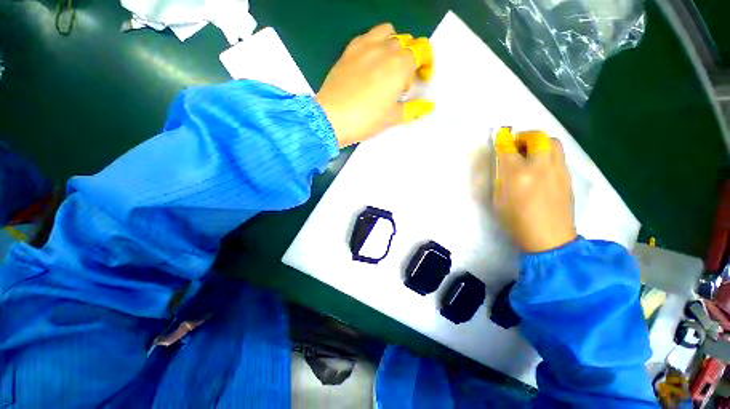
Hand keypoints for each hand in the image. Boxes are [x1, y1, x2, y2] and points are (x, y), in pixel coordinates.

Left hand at [316, 23, 433, 147]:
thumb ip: (413, 109)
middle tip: (402, 83)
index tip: (423, 79)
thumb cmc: (366, 119)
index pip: (422, 50)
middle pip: (406, 43)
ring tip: (387, 68)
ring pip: (388, 33)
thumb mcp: (392, 118)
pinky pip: (367, 37)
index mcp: (400, 64)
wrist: (332, 118)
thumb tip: (428, 106)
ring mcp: (365, 46)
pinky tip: (370, 63)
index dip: (427, 63)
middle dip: (410, 60)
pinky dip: (375, 44)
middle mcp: (385, 48)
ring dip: (394, 46)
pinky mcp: (349, 50)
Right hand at [492, 129, 576, 252]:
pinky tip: (541, 165)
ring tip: (531, 152)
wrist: (549, 238)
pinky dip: (548, 153)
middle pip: (537, 137)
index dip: (503, 140)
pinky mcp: (567, 176)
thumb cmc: (516, 221)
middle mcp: (539, 167)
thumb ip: (499, 178)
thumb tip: (501, 163)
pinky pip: (559, 155)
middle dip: (525, 136)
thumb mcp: (498, 200)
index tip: (501, 136)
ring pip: (553, 143)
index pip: (508, 148)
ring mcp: (557, 170)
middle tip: (518, 144)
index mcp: (517, 175)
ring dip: (540, 142)